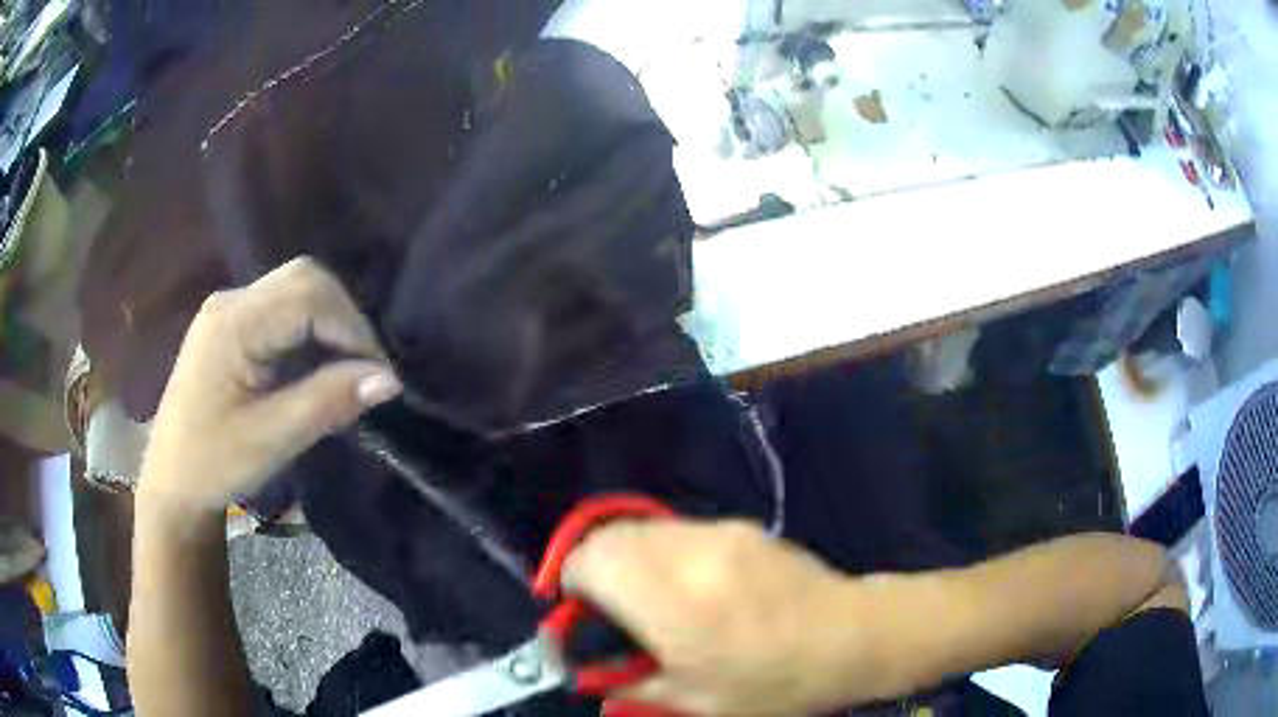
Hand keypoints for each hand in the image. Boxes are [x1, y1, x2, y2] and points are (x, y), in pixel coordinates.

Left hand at [137, 257, 401, 520]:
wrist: (172, 482)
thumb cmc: (213, 465)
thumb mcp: (272, 439)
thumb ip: (328, 401)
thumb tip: (389, 379)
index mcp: (232, 324)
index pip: (308, 295)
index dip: (352, 327)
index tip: (380, 376)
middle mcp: (230, 302)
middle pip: (304, 279)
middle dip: (345, 319)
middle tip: (367, 371)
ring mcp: (228, 310)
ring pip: (296, 290)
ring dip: (330, 323)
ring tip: (349, 371)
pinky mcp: (231, 325)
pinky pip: (282, 310)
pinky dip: (311, 331)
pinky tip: (317, 366)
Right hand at [563, 520, 869, 716]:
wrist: (852, 636)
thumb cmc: (774, 681)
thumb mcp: (696, 703)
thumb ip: (632, 689)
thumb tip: (592, 682)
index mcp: (672, 602)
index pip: (590, 560)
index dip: (571, 583)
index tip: (581, 614)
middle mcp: (689, 554)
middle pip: (612, 536)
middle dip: (596, 568)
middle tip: (610, 609)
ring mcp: (719, 532)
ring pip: (644, 528)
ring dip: (629, 557)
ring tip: (651, 599)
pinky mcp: (740, 526)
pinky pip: (679, 530)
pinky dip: (664, 552)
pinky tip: (691, 587)